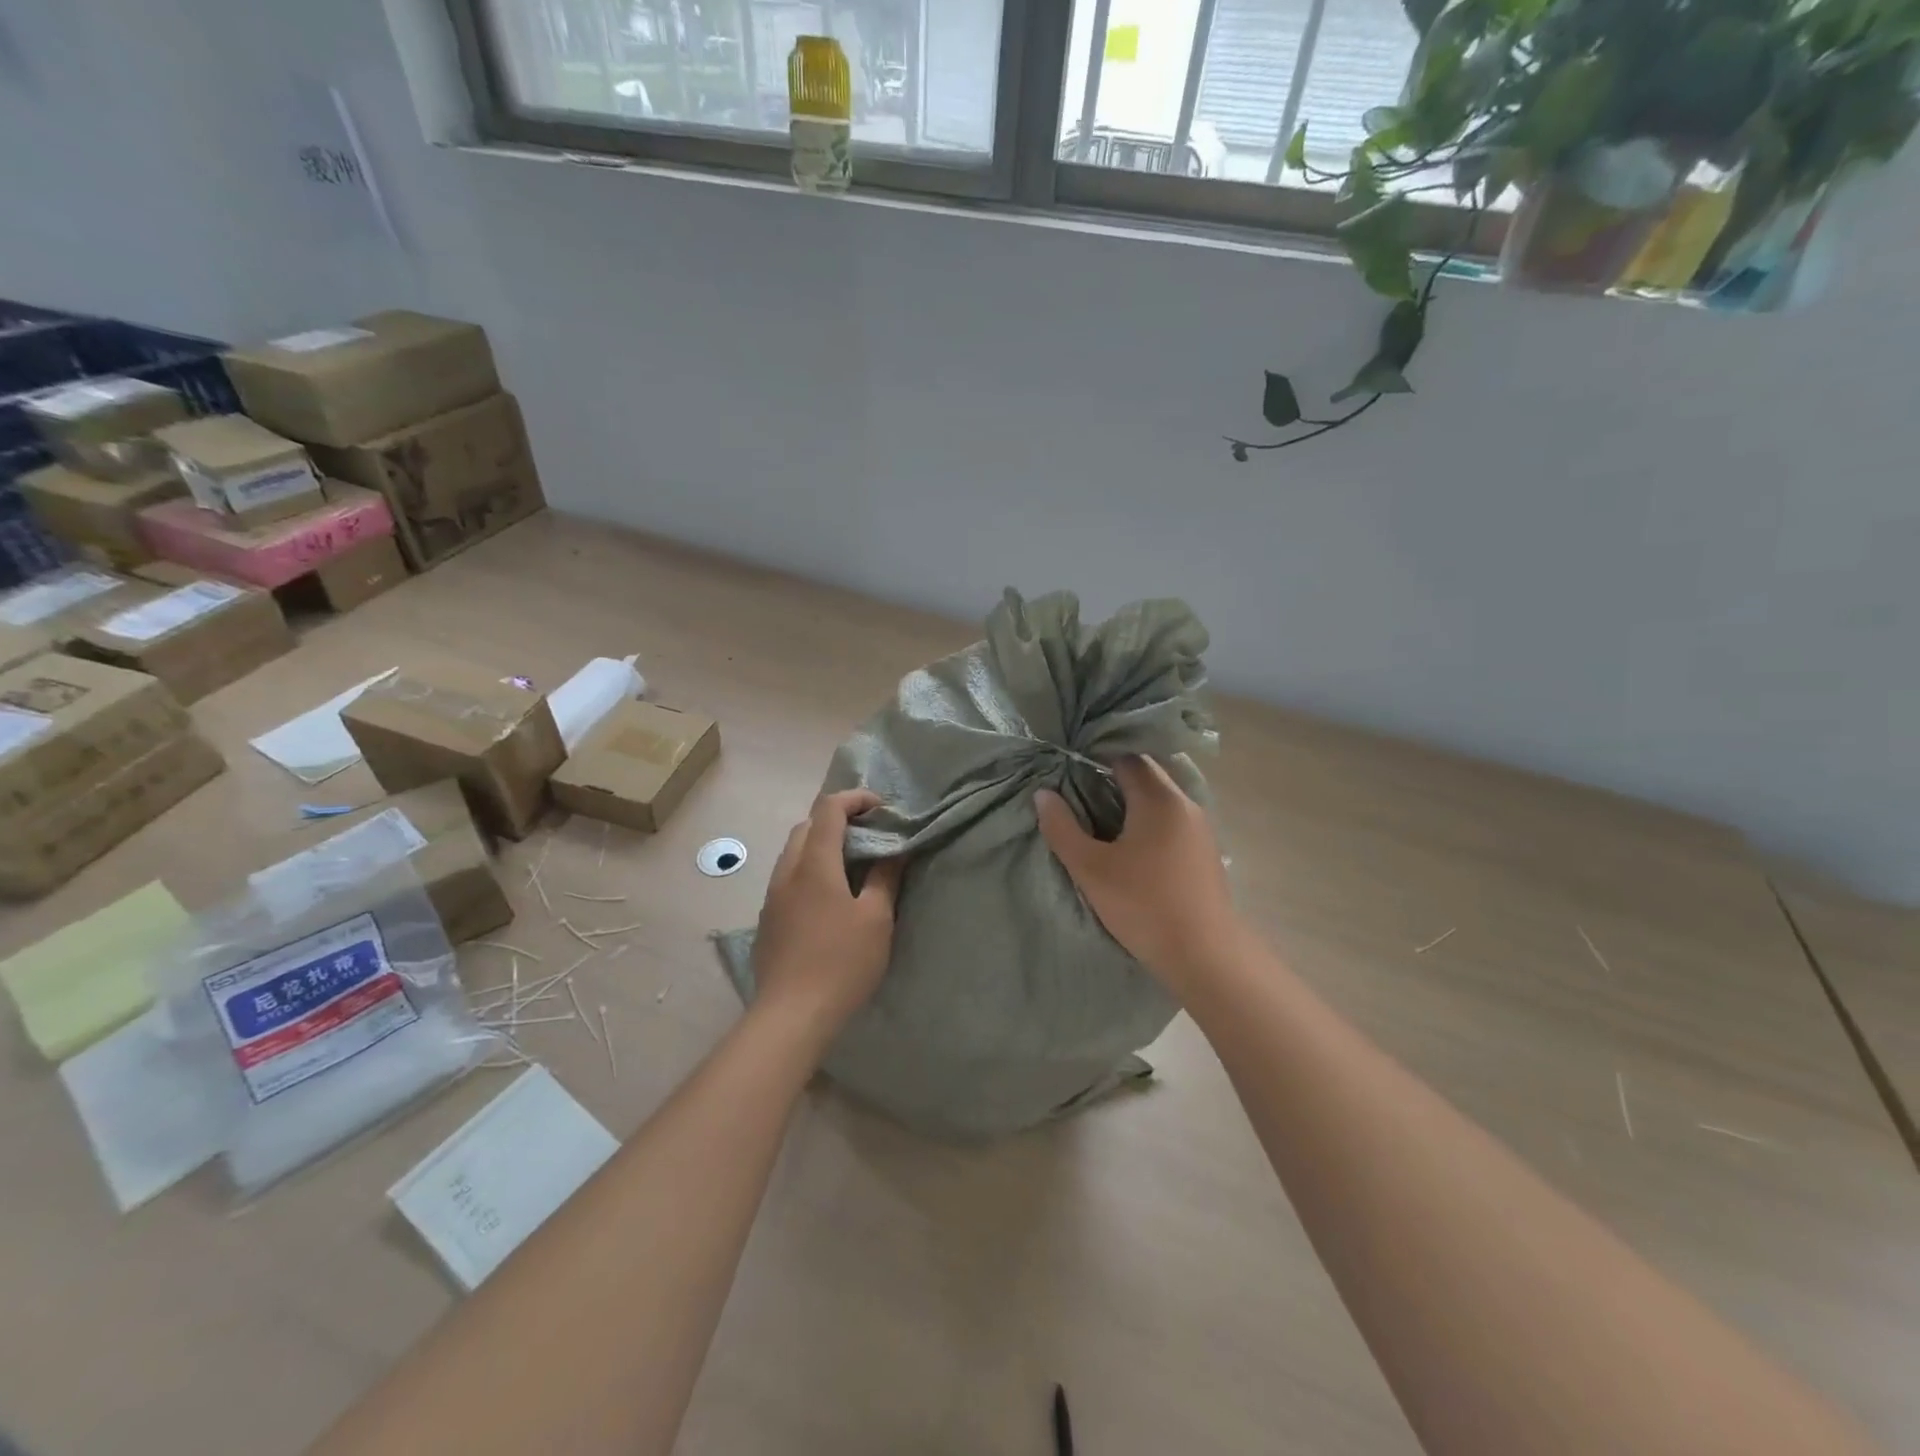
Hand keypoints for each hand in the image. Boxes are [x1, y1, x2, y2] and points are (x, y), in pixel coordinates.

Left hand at [751, 789, 903, 1036]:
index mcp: (815, 864)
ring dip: (821, 845)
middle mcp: (788, 872)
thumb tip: (895, 851)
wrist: (791, 1015)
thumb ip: (885, 878)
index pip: (829, 809)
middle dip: (837, 819)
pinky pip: (788, 878)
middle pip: (807, 826)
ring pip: (794, 852)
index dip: (855, 799)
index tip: (881, 808)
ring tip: (851, 864)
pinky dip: (809, 869)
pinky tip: (828, 898)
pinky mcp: (768, 920)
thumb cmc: (842, 963)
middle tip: (869, 834)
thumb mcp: (876, 919)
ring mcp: (772, 896)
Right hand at [1036, 757, 1243, 996]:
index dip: (1097, 757)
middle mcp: (1184, 803)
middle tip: (1079, 793)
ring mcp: (1200, 827)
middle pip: (1146, 773)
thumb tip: (1043, 794)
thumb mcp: (1090, 869)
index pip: (1126, 756)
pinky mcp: (1205, 851)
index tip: (1070, 769)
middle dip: (1113, 778)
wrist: (1205, 955)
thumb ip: (1062, 828)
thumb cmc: (1143, 905)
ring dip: (1132, 800)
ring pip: (1161, 797)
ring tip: (1100, 818)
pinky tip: (1131, 844)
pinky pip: (1172, 819)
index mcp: (1158, 798)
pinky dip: (1149, 820)